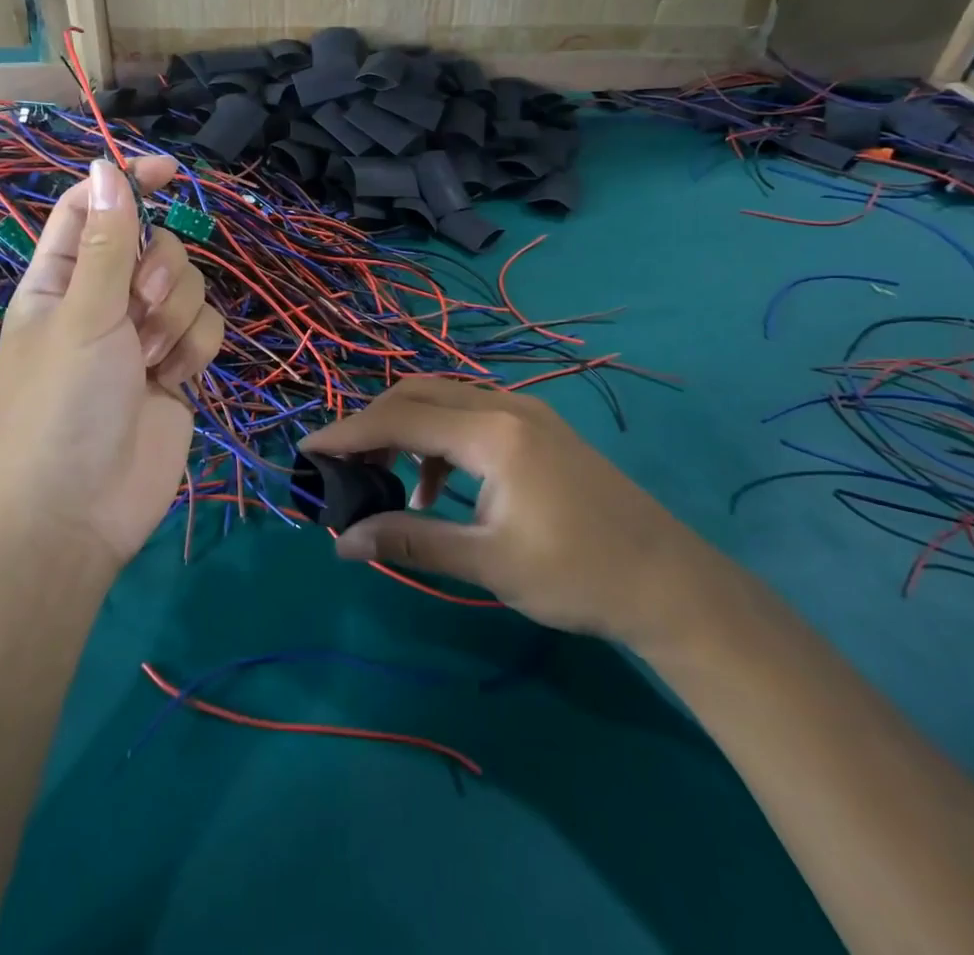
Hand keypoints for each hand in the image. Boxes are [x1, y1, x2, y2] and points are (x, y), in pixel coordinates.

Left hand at [0, 157, 224, 568]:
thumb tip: (105, 166)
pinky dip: (194, 349)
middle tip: (138, 310)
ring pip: (187, 285)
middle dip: (159, 272)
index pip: (93, 209)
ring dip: (175, 318)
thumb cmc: (64, 406)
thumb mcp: (84, 315)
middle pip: (154, 244)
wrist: (82, 510)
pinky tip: (172, 381)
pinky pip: (206, 327)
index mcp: (61, 280)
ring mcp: (143, 334)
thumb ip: (108, 242)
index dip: (127, 182)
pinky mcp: (177, 365)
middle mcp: (103, 300)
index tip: (170, 171)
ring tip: (149, 361)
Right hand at [300, 377, 718, 645]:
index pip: (400, 419)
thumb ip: (411, 542)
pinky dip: (439, 439)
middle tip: (343, 464)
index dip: (348, 433)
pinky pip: (470, 415)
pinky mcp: (537, 427)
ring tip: (386, 480)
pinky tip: (438, 487)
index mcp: (492, 433)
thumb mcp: (488, 563)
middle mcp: (504, 405)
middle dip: (373, 423)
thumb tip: (342, 540)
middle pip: (418, 393)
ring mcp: (525, 411)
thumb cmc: (576, 576)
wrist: (667, 580)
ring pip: (444, 399)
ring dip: (406, 429)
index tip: (306, 450)